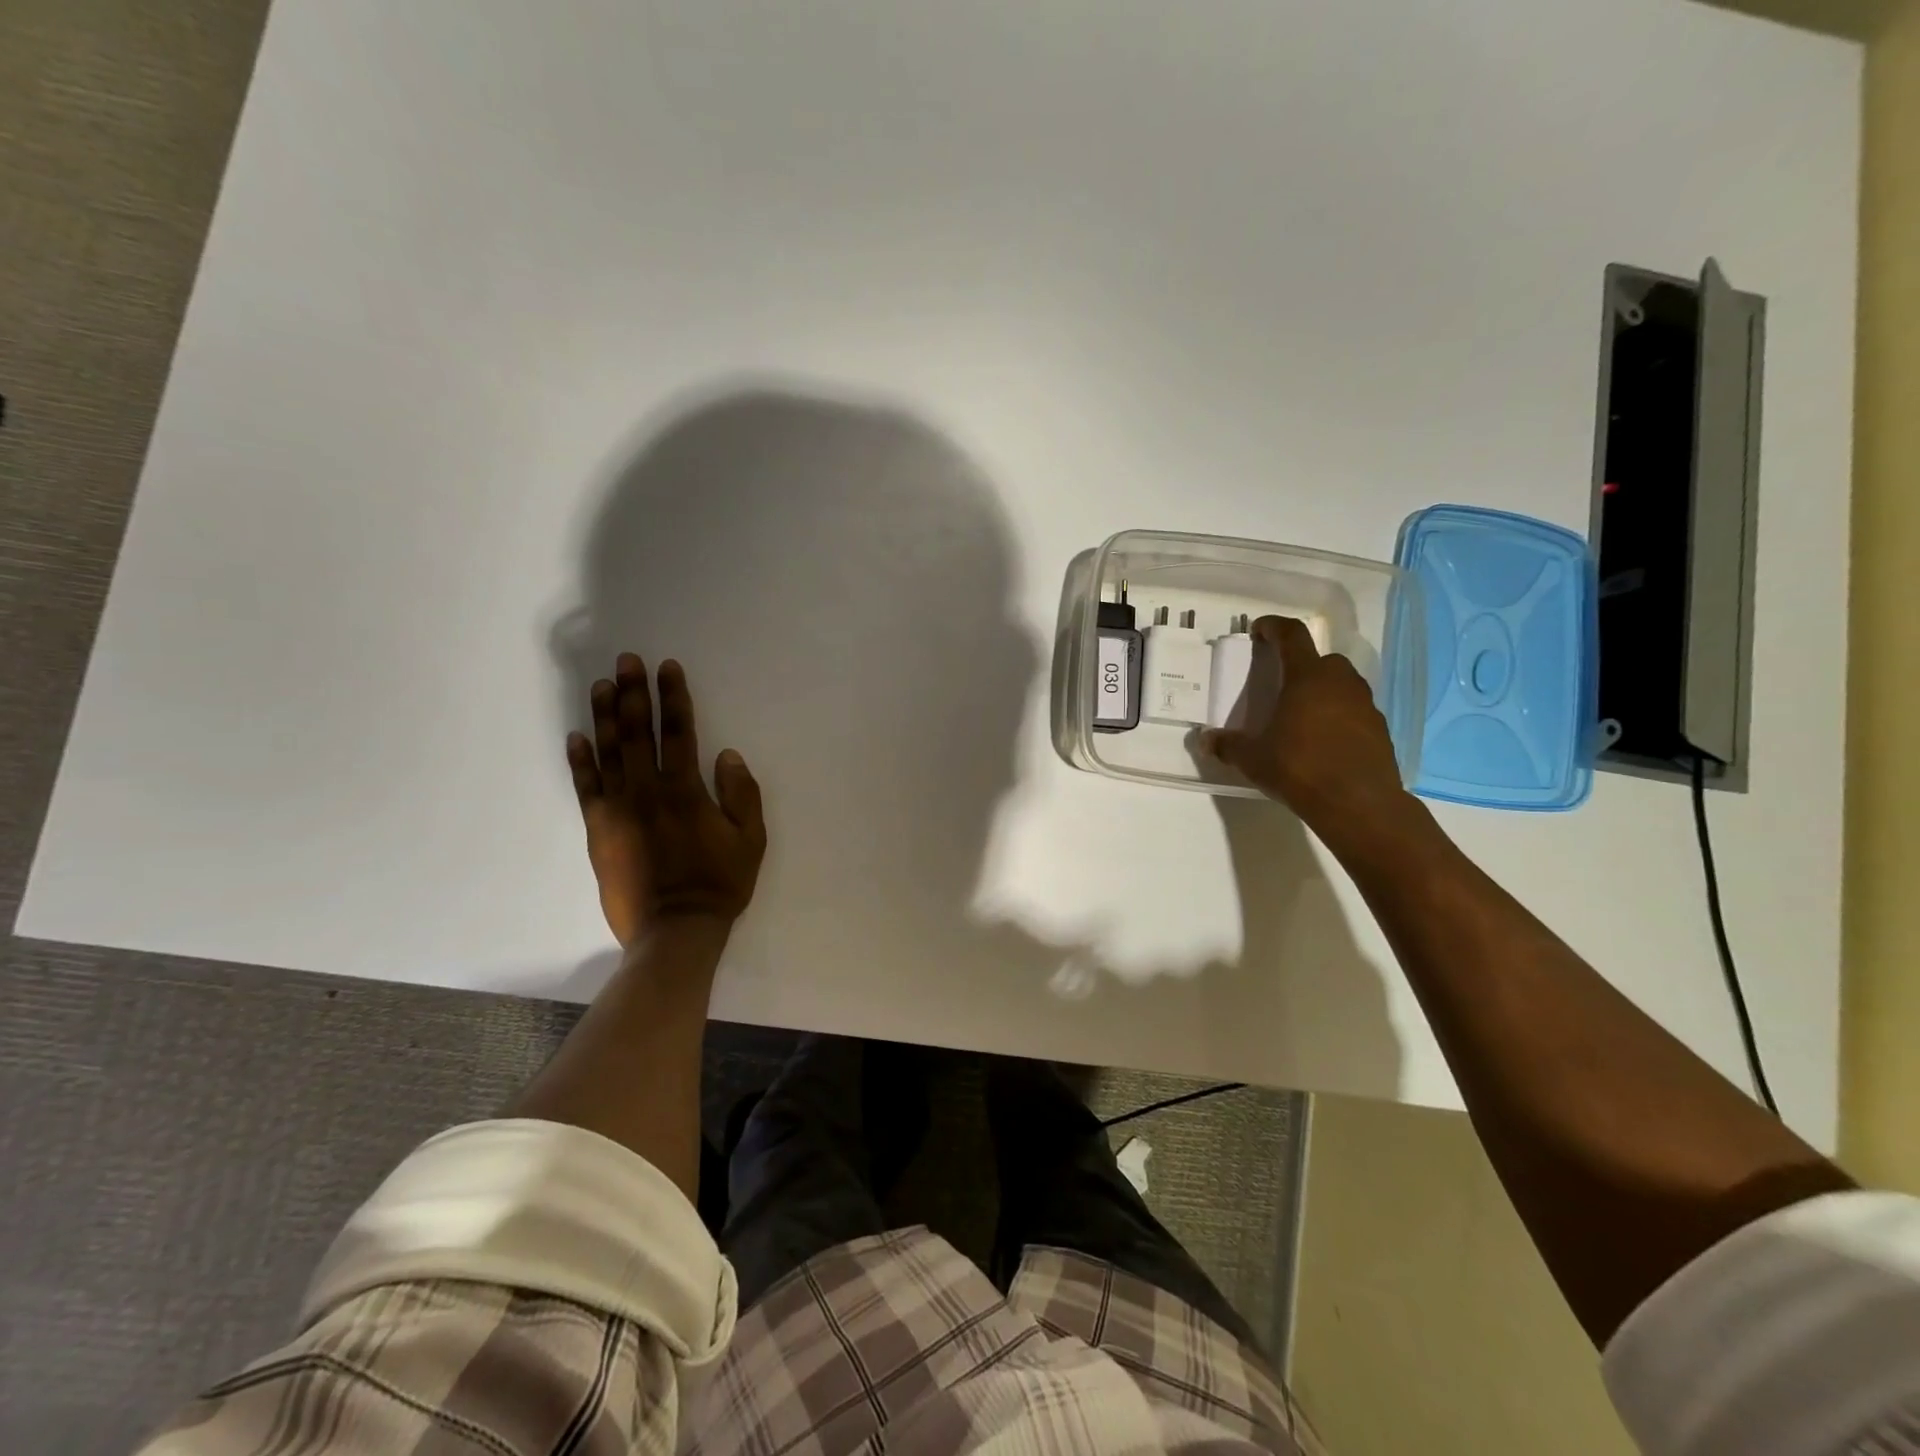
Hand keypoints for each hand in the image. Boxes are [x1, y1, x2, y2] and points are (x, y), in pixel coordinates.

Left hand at [565, 653, 766, 946]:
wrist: (673, 929)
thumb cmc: (719, 883)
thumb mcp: (751, 840)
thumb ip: (741, 794)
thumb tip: (727, 754)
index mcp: (685, 790)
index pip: (678, 731)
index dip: (673, 696)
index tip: (666, 667)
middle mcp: (647, 791)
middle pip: (637, 732)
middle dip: (633, 692)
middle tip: (626, 660)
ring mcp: (617, 809)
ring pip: (608, 752)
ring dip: (604, 716)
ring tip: (601, 685)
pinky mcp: (598, 829)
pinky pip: (586, 787)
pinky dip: (580, 760)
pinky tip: (576, 737)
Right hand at [1199, 616, 1420, 850]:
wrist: (1359, 804)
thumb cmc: (1299, 769)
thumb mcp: (1253, 759)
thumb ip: (1228, 745)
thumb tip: (1205, 740)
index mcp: (1307, 677)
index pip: (1292, 636)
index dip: (1274, 627)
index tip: (1259, 630)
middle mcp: (1340, 682)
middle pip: (1321, 660)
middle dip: (1300, 666)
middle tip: (1281, 685)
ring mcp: (1365, 704)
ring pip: (1341, 685)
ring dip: (1322, 691)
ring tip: (1302, 716)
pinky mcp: (1379, 729)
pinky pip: (1354, 711)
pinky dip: (1339, 716)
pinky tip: (1324, 741)